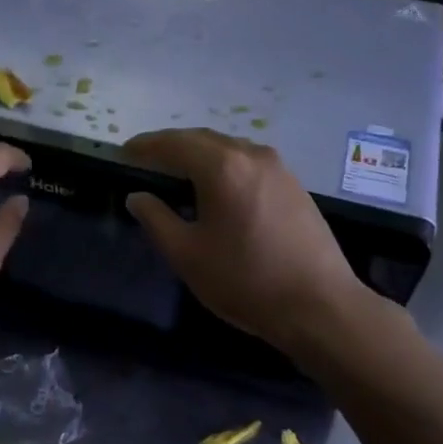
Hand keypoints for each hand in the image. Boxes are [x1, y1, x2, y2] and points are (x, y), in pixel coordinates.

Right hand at [123, 128, 367, 353]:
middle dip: (172, 146)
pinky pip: (249, 163)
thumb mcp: (187, 255)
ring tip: (177, 173)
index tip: (123, 152)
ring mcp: (279, 168)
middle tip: (146, 160)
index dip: (146, 145)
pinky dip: (224, 165)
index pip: (174, 143)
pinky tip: (217, 188)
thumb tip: (138, 196)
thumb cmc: (245, 280)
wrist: (318, 305)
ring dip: (200, 154)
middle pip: (203, 139)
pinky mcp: (294, 186)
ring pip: (229, 148)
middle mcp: (252, 155)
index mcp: (222, 167)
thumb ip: (156, 219)